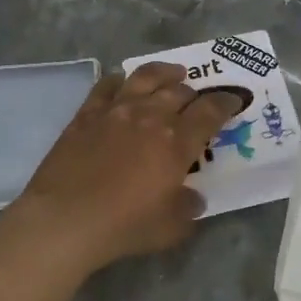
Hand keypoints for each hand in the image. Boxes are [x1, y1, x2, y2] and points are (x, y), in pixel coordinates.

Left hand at [13, 63, 245, 270]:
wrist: (65, 219)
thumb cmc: (124, 225)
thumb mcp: (171, 227)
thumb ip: (188, 207)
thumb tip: (193, 197)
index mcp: (177, 141)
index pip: (211, 111)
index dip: (226, 103)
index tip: (234, 101)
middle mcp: (150, 116)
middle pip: (179, 91)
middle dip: (195, 93)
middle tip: (198, 99)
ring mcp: (116, 110)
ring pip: (146, 78)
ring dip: (164, 73)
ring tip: (173, 73)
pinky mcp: (86, 115)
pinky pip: (106, 86)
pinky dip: (120, 80)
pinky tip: (123, 82)